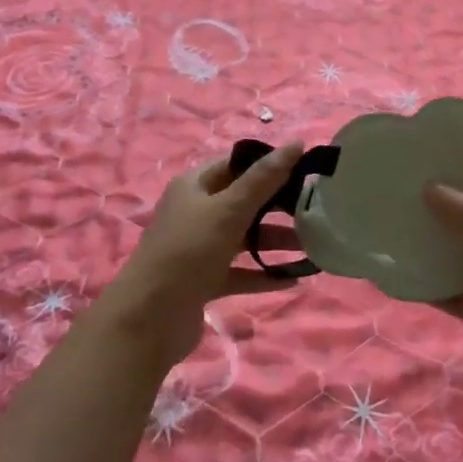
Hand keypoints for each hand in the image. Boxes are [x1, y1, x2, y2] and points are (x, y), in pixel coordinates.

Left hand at [110, 144, 304, 369]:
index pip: (236, 165)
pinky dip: (263, 274)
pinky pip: (240, 272)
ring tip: (312, 247)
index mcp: (194, 186)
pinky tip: (292, 279)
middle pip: (243, 202)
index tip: (305, 172)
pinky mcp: (203, 281)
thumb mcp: (229, 209)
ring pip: (243, 238)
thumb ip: (264, 179)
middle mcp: (194, 213)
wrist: (149, 318)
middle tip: (314, 210)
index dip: (268, 165)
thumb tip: (297, 143)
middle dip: (277, 207)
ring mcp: (198, 248)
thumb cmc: (189, 251)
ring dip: (274, 242)